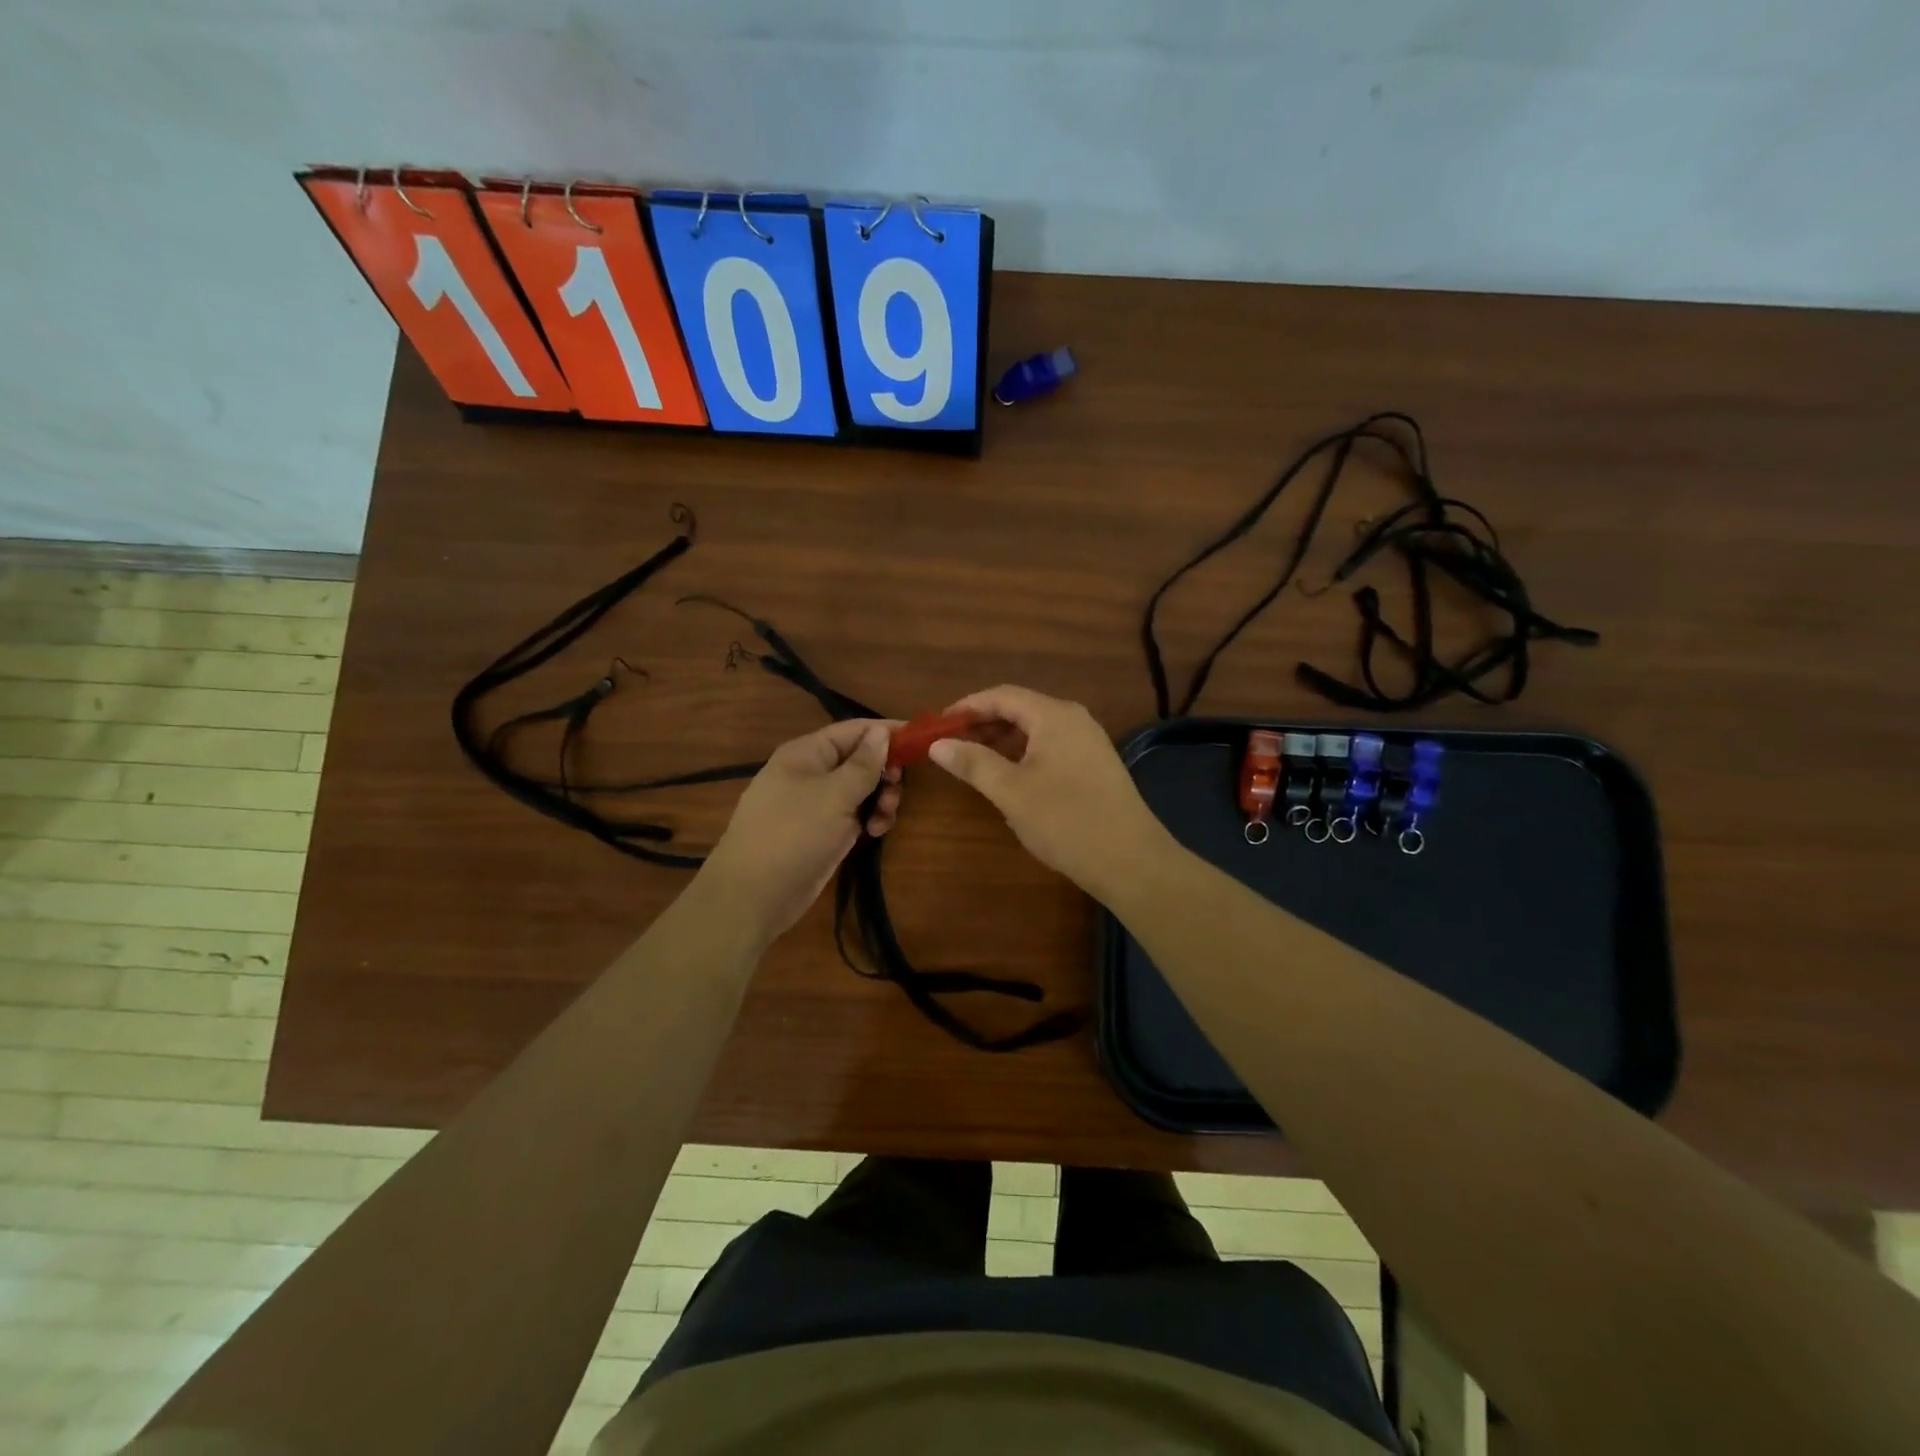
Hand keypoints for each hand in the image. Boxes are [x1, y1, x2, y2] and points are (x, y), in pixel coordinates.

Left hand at [699, 719, 901, 941]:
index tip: (920, 739)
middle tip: (896, 790)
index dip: (886, 732)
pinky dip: (868, 819)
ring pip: (859, 790)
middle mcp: (810, 773)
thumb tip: (881, 733)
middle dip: (884, 772)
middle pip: (859, 760)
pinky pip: (852, 814)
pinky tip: (875, 833)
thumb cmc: (794, 834)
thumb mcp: (835, 795)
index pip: (854, 730)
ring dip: (880, 799)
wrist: (754, 895)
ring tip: (884, 819)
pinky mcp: (821, 831)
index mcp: (806, 753)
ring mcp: (815, 804)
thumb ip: (863, 764)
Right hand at [929, 685, 1171, 901]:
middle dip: (983, 724)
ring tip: (973, 762)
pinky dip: (1024, 755)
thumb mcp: (1011, 792)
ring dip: (1002, 741)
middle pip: (1020, 709)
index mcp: (1054, 716)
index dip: (967, 706)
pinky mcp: (1095, 765)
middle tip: (950, 745)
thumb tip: (937, 745)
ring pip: (1036, 730)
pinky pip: (1051, 748)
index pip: (1002, 696)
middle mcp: (1074, 719)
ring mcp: (1089, 742)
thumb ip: (973, 763)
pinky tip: (1008, 778)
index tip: (938, 725)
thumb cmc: (1066, 821)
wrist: (1131, 860)